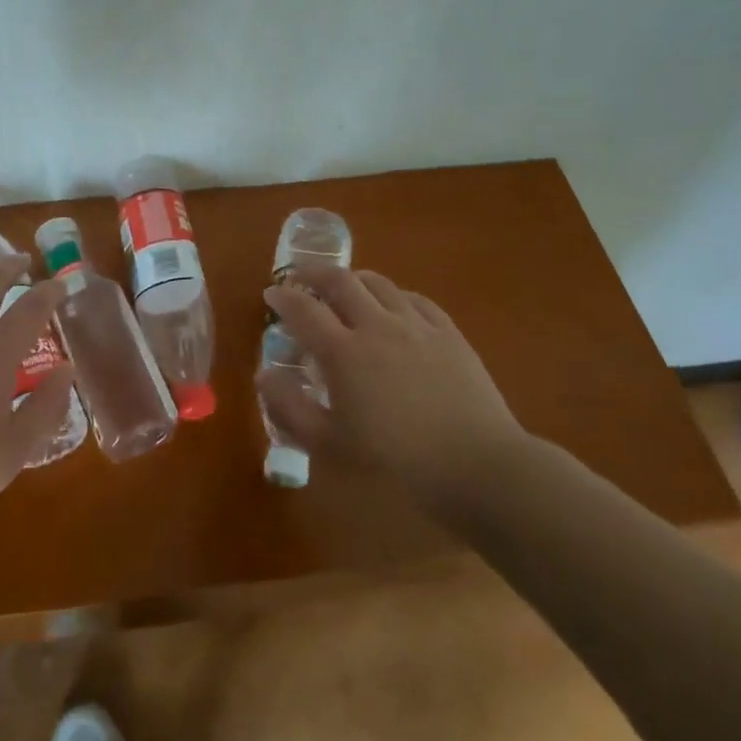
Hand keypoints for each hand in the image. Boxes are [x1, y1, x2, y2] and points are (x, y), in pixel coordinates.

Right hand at [259, 265, 530, 509]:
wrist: (477, 466)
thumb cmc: (396, 461)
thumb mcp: (330, 445)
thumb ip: (290, 408)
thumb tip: (263, 376)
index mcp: (343, 352)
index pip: (303, 309)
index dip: (283, 296)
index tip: (271, 293)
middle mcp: (376, 325)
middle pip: (340, 281)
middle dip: (314, 273)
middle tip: (302, 279)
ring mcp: (416, 324)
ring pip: (378, 283)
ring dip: (354, 279)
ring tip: (345, 288)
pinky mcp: (448, 332)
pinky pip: (415, 299)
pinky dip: (394, 295)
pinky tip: (394, 306)